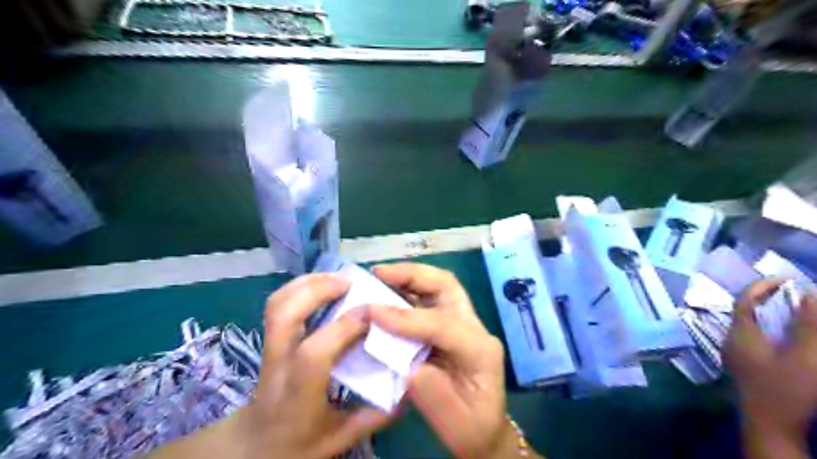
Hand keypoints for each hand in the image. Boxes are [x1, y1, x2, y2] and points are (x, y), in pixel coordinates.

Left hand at [235, 275, 393, 456]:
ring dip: (308, 283)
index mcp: (296, 394)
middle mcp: (276, 366)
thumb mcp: (341, 438)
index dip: (346, 326)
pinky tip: (322, 285)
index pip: (315, 353)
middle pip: (284, 315)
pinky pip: (277, 303)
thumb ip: (376, 415)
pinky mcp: (268, 338)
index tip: (375, 312)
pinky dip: (300, 286)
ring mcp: (267, 349)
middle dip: (318, 290)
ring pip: (277, 304)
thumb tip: (409, 385)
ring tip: (339, 278)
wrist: (253, 446)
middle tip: (352, 283)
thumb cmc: (298, 444)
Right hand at [372, 264, 523, 456]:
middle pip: (447, 286)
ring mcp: (465, 323)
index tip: (372, 312)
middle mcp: (475, 327)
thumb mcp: (448, 417)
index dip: (406, 318)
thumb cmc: (470, 427)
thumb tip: (393, 351)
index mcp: (480, 350)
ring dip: (409, 277)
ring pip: (440, 286)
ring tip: (380, 276)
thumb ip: (422, 383)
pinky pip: (430, 299)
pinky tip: (388, 292)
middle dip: (413, 274)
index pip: (441, 324)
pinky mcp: (452, 325)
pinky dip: (408, 292)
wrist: (485, 431)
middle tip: (379, 272)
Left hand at [724, 279, 816, 457]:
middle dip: (768, 299)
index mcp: (740, 334)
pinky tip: (786, 336)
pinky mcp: (743, 366)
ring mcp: (735, 353)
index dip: (763, 286)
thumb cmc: (787, 391)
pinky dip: (769, 330)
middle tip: (795, 294)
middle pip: (745, 311)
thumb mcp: (804, 357)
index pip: (744, 300)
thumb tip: (811, 294)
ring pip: (749, 325)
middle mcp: (731, 340)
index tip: (787, 279)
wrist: (770, 428)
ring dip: (769, 315)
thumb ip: (807, 326)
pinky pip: (753, 338)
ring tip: (795, 311)